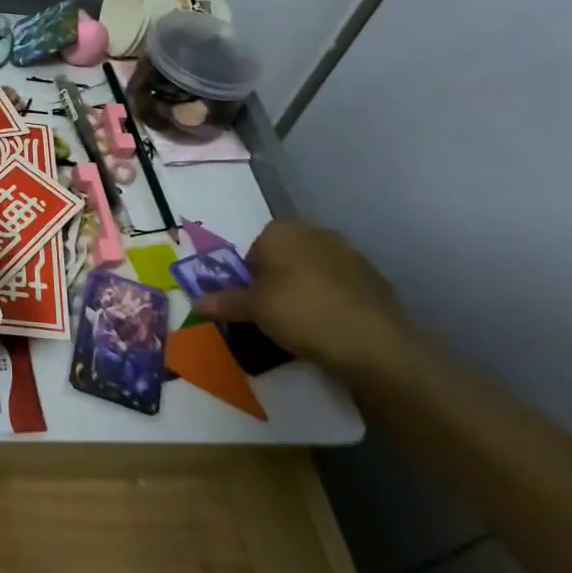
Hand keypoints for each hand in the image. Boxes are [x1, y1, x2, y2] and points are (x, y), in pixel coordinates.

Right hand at [192, 221, 414, 372]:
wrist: (370, 341)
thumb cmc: (298, 312)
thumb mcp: (252, 309)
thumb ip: (224, 302)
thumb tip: (196, 302)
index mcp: (282, 231)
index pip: (255, 247)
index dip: (250, 275)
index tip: (251, 301)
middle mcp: (316, 233)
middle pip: (286, 255)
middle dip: (278, 279)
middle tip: (273, 312)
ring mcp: (350, 254)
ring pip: (315, 270)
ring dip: (307, 289)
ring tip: (302, 323)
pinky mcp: (375, 278)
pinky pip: (341, 286)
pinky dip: (333, 301)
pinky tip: (330, 326)